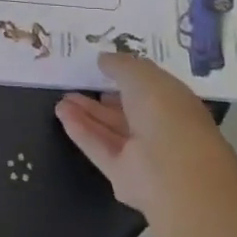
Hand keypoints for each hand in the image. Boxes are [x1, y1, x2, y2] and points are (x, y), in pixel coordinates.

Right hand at [56, 54, 235, 218]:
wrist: (175, 172)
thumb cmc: (165, 111)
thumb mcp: (141, 74)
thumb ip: (120, 65)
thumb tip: (103, 60)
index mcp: (172, 101)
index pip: (148, 87)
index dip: (126, 75)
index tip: (102, 66)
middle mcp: (159, 127)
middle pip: (126, 110)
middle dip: (101, 98)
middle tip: (75, 84)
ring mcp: (142, 154)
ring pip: (110, 130)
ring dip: (87, 114)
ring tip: (62, 99)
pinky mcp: (124, 176)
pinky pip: (100, 148)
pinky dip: (81, 131)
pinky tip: (62, 114)